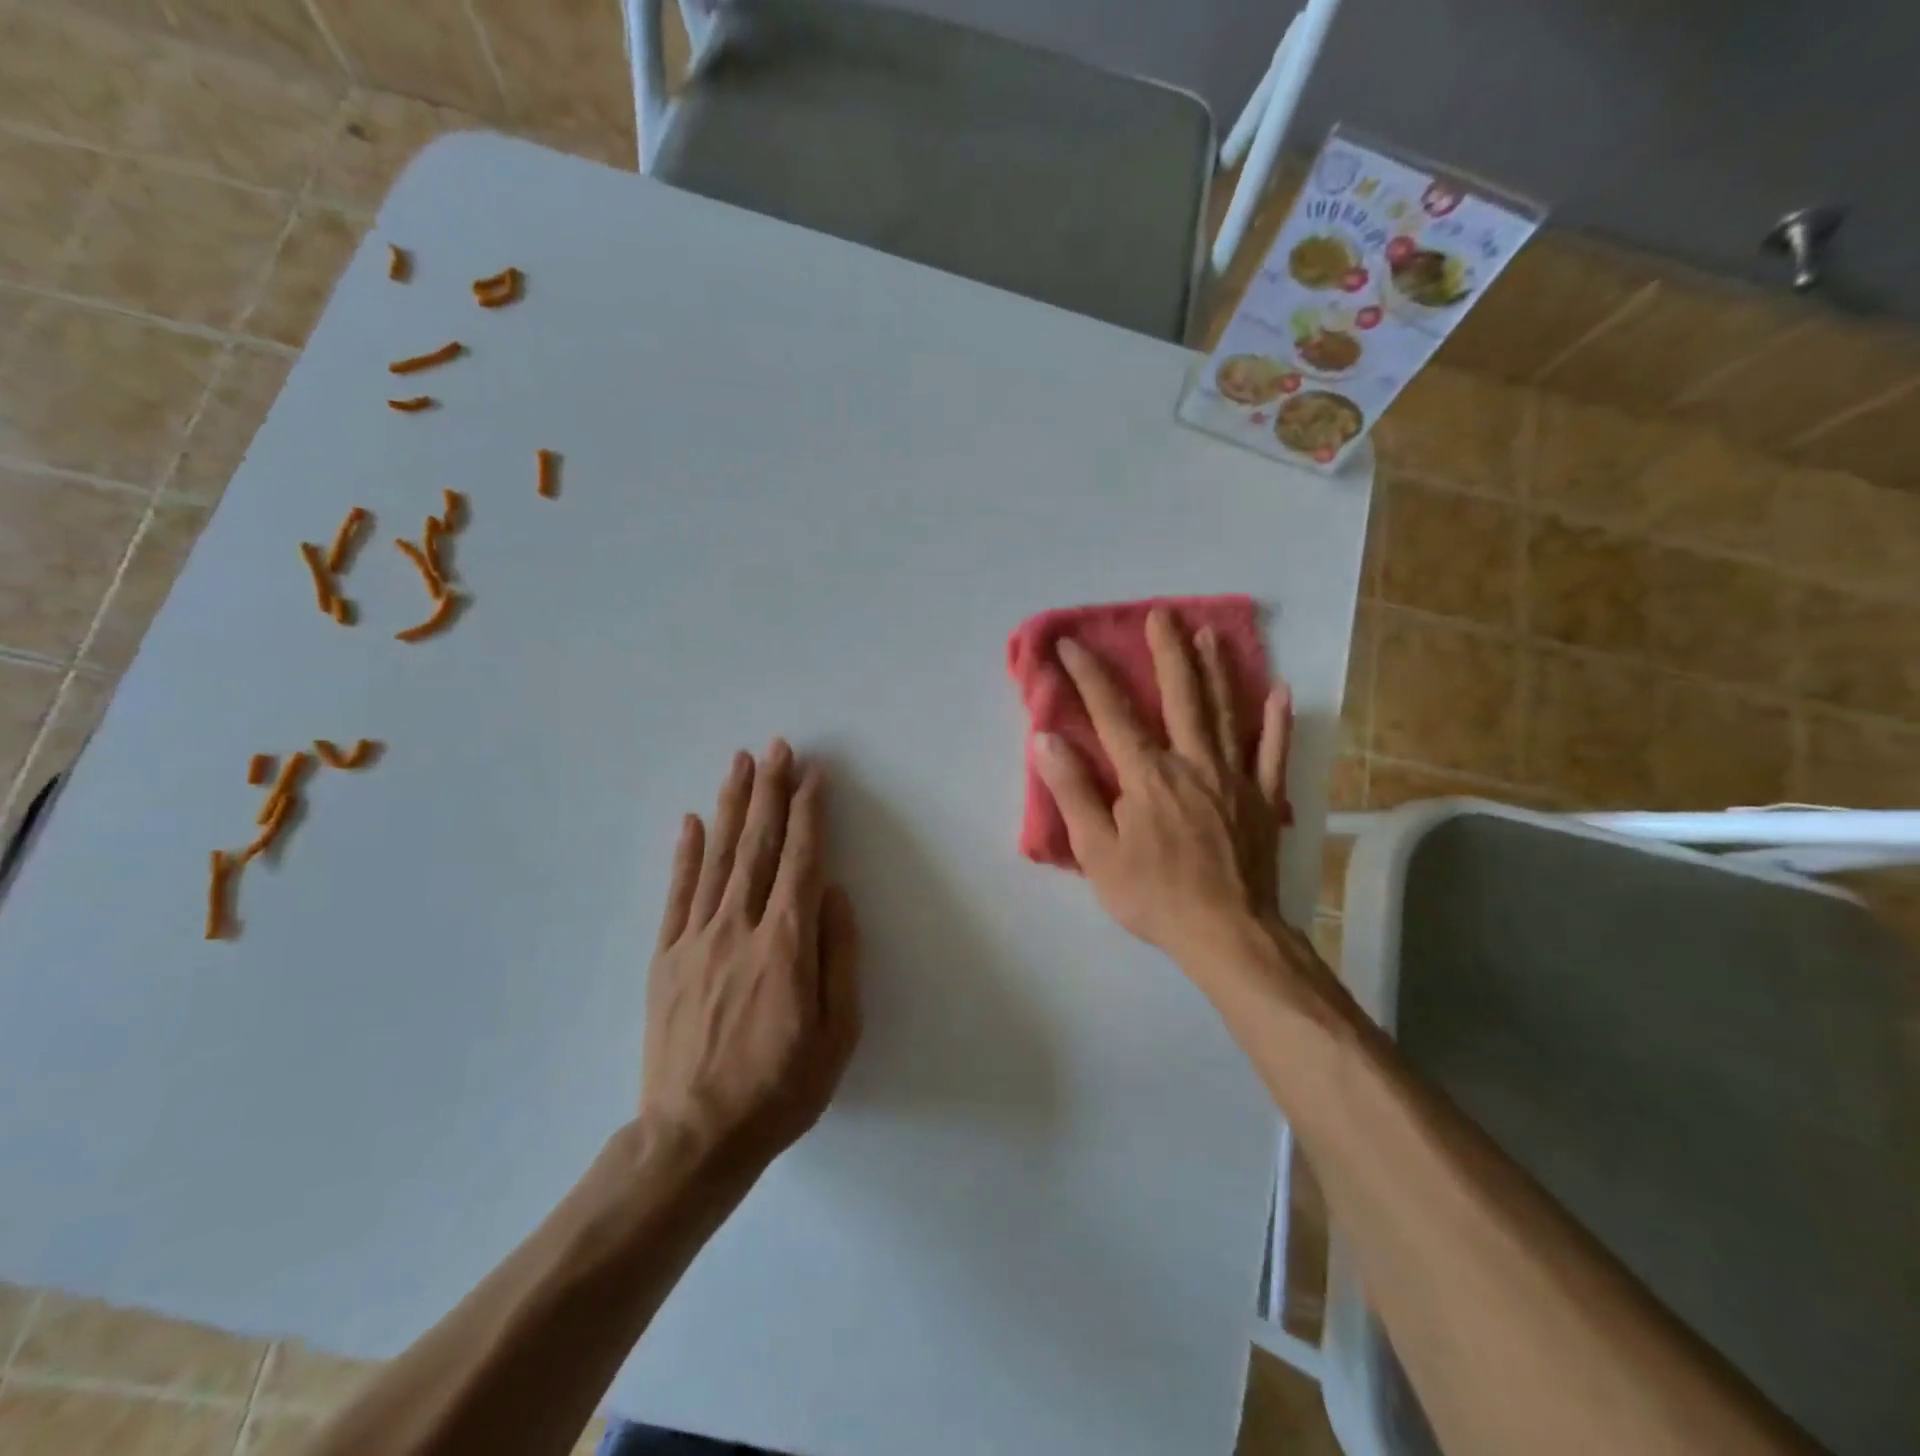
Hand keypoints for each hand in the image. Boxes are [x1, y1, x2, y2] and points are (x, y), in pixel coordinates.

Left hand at [641, 741, 861, 1180]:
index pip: (802, 861)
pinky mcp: (666, 958)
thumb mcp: (837, 1034)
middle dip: (770, 791)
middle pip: (759, 846)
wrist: (693, 1138)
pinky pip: (678, 894)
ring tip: (740, 764)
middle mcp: (740, 928)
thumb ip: (838, 957)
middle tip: (776, 747)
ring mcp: (696, 940)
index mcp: (786, 944)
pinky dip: (687, 854)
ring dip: (732, 806)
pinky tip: (693, 821)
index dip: (809, 813)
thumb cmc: (780, 1089)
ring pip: (718, 858)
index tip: (813, 775)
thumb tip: (836, 894)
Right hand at [1035, 608, 1291, 964]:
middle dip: (1168, 653)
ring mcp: (1234, 778)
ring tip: (1209, 634)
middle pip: (1180, 697)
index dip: (1089, 676)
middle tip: (1163, 614)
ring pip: (1225, 713)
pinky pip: (1273, 754)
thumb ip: (1074, 792)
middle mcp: (1192, 763)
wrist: (1227, 933)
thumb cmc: (1154, 896)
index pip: (1112, 714)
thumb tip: (1046, 740)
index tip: (1071, 644)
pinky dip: (1277, 723)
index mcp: (1147, 776)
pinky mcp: (1264, 799)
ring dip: (1216, 670)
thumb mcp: (1098, 851)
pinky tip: (1280, 693)